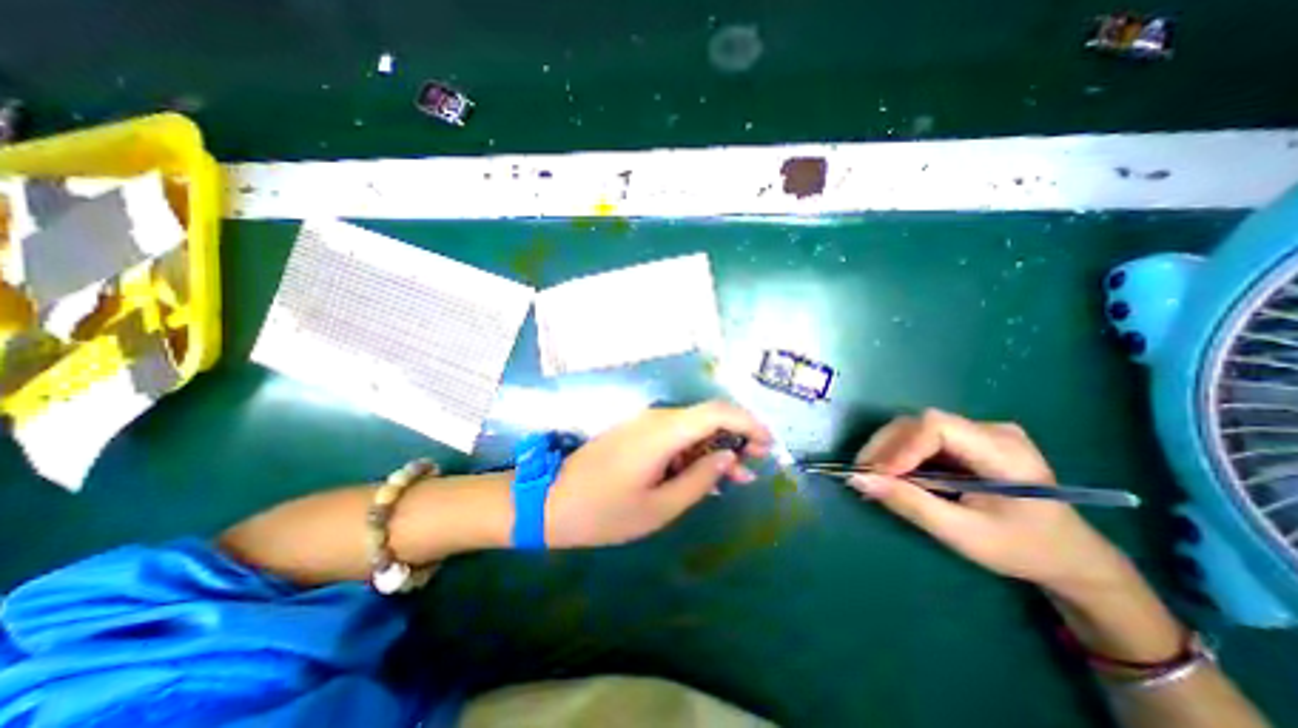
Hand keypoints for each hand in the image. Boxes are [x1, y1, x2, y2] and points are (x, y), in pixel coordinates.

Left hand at [544, 402, 769, 548]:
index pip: (717, 411)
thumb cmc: (605, 511)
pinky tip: (703, 474)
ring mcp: (643, 424)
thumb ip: (700, 479)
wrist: (550, 501)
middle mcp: (656, 418)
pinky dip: (695, 451)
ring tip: (736, 478)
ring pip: (692, 427)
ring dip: (716, 448)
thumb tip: (728, 457)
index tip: (767, 445)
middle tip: (753, 466)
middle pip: (707, 417)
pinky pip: (675, 435)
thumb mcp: (660, 506)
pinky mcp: (635, 433)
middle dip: (736, 436)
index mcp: (663, 431)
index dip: (748, 423)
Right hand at [848, 408, 1131, 595]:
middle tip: (863, 475)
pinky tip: (892, 473)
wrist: (1070, 555)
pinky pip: (923, 437)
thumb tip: (857, 480)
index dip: (900, 446)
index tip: (875, 474)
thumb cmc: (1022, 549)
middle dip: (886, 447)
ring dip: (888, 449)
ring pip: (917, 428)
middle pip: (921, 423)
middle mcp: (991, 430)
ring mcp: (981, 431)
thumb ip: (910, 503)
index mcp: (1004, 452)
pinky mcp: (970, 438)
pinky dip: (901, 454)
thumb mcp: (963, 534)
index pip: (937, 427)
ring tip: (873, 476)